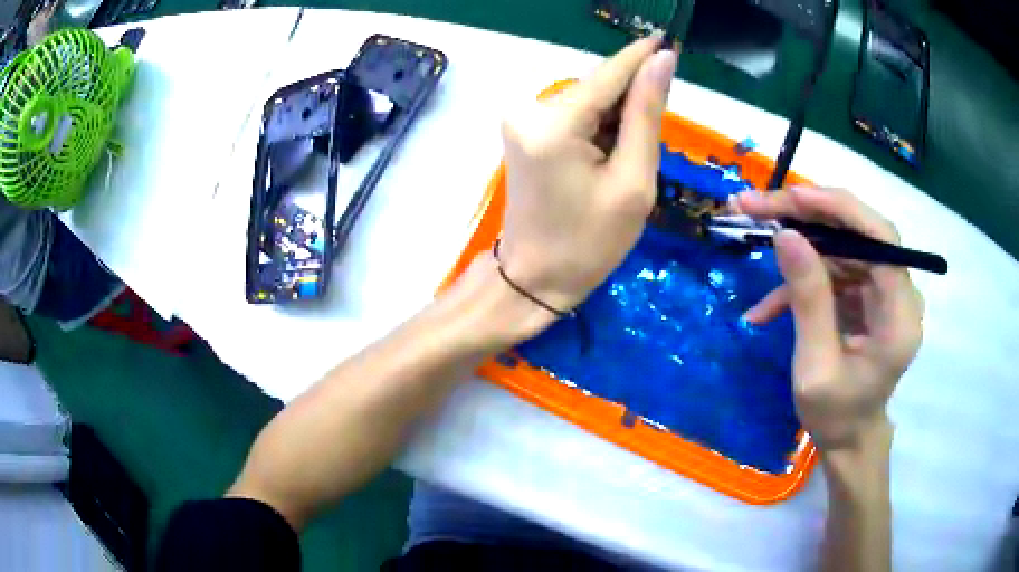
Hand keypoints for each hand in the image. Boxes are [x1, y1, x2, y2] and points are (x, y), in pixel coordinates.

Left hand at [497, 37, 677, 311]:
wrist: (533, 278)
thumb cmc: (589, 243)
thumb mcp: (633, 182)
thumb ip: (646, 115)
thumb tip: (662, 62)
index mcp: (555, 124)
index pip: (609, 74)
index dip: (641, 57)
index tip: (668, 41)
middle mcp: (530, 110)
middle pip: (598, 88)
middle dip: (631, 103)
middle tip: (648, 146)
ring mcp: (521, 120)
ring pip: (587, 101)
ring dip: (615, 120)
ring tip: (624, 164)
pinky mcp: (523, 131)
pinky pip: (573, 116)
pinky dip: (597, 129)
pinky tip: (606, 159)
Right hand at [737, 187, 923, 449]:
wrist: (849, 438)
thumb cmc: (836, 415)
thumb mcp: (815, 367)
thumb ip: (808, 301)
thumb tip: (786, 236)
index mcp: (899, 317)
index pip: (881, 239)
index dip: (839, 210)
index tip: (792, 197)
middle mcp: (900, 294)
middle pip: (859, 233)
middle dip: (808, 216)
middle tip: (757, 207)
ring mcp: (885, 292)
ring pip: (843, 246)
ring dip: (800, 244)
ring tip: (756, 239)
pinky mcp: (869, 295)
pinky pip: (837, 270)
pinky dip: (803, 279)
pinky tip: (769, 305)